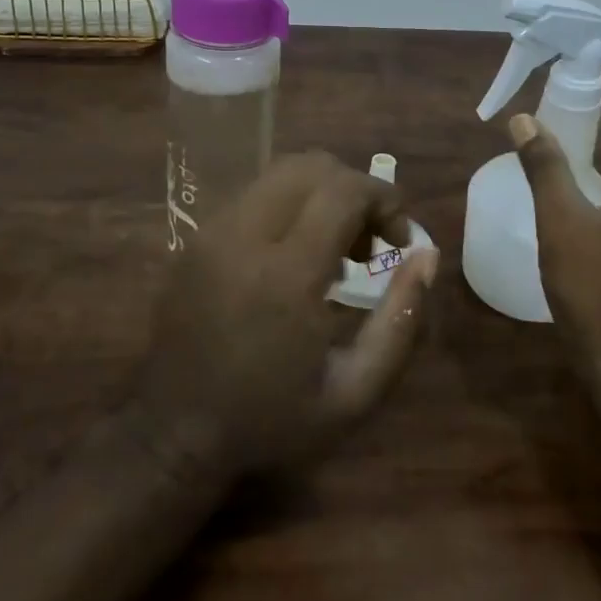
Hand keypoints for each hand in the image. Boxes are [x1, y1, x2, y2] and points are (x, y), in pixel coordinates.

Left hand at [129, 151, 438, 484]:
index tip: (400, 238)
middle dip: (355, 189)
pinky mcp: (194, 238)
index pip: (344, 190)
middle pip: (311, 166)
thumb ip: (400, 321)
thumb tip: (426, 256)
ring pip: (280, 173)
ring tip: (337, 249)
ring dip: (322, 194)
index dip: (385, 198)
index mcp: (286, 274)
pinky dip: (289, 205)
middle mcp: (244, 236)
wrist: (173, 434)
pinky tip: (296, 256)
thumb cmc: (271, 420)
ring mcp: (212, 232)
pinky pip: (254, 195)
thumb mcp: (354, 392)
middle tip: (371, 242)